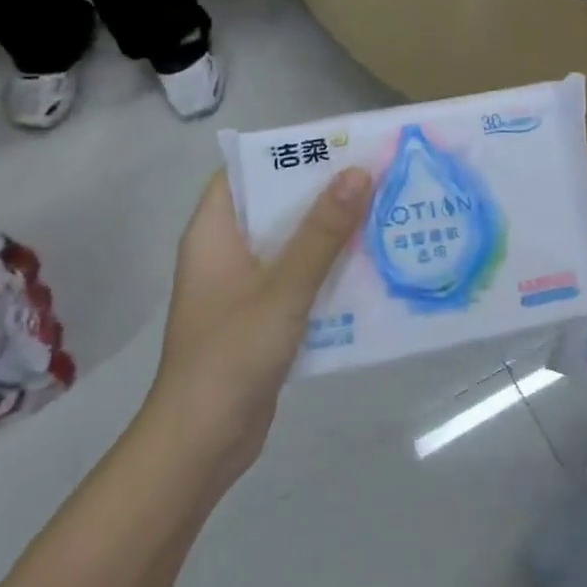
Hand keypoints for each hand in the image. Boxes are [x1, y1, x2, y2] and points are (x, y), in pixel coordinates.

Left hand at [148, 168, 371, 481]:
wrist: (203, 441)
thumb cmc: (232, 354)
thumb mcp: (284, 288)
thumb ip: (321, 232)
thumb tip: (358, 172)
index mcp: (214, 233)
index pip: (244, 171)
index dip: (286, 153)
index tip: (337, 145)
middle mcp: (226, 253)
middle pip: (275, 207)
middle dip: (322, 193)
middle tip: (375, 177)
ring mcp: (243, 287)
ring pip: (291, 245)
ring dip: (331, 233)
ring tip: (383, 213)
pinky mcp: (261, 317)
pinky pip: (298, 280)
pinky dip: (328, 271)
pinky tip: (371, 268)